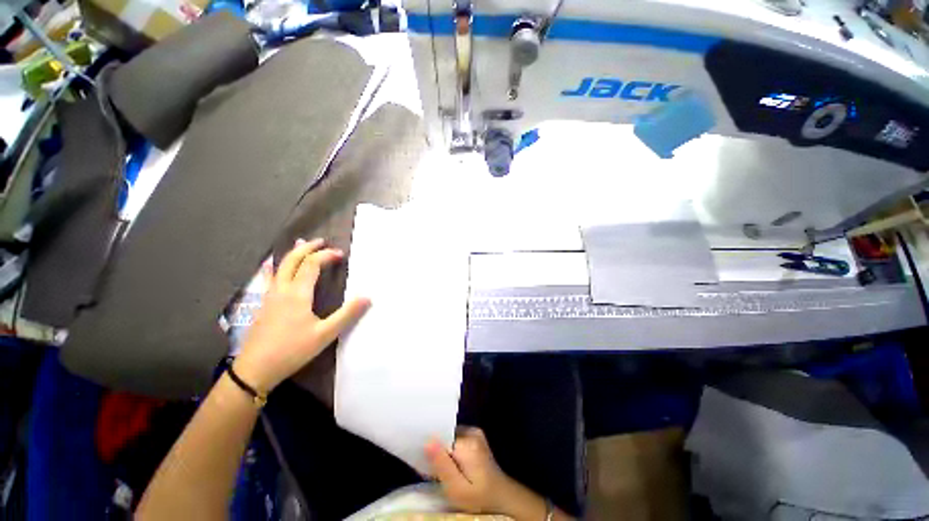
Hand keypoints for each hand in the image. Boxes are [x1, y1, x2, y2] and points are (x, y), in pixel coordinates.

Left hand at [233, 238, 369, 391]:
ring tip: (301, 245)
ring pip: (280, 267)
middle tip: (321, 241)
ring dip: (293, 254)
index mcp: (297, 293)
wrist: (254, 369)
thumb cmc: (292, 350)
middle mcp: (281, 289)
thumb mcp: (325, 334)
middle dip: (307, 248)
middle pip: (292, 260)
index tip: (341, 254)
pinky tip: (274, 268)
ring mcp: (269, 296)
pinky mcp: (263, 305)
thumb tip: (368, 297)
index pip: (312, 265)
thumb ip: (347, 314)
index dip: (326, 255)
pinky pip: (272, 277)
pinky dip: (278, 266)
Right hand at [425, 428, 523, 515]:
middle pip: (445, 435)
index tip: (421, 460)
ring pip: (449, 437)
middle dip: (435, 449)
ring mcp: (475, 433)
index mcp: (468, 442)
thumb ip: (442, 465)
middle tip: (429, 470)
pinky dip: (449, 450)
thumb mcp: (457, 488)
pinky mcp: (475, 437)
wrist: (502, 498)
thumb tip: (427, 440)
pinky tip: (448, 465)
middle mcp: (472, 431)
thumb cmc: (479, 498)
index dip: (429, 447)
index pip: (441, 435)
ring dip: (441, 451)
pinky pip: (455, 439)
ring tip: (438, 470)